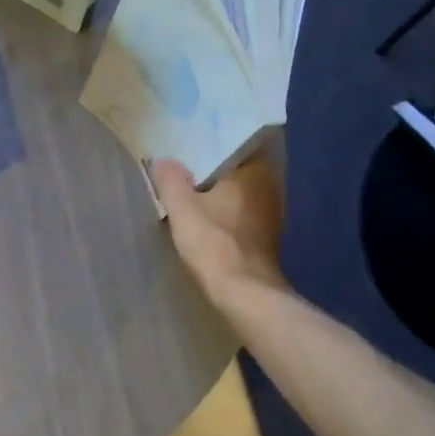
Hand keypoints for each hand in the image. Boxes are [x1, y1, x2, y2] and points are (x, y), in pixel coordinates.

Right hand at [151, 153, 285, 301]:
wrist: (244, 293)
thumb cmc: (214, 244)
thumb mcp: (182, 209)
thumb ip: (171, 181)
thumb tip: (162, 159)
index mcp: (254, 171)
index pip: (236, 143)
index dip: (213, 142)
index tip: (192, 142)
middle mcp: (271, 185)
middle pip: (239, 167)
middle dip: (216, 166)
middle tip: (187, 163)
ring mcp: (273, 211)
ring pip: (242, 190)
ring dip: (222, 189)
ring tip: (194, 188)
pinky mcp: (269, 234)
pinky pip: (244, 210)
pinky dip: (228, 209)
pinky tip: (209, 215)